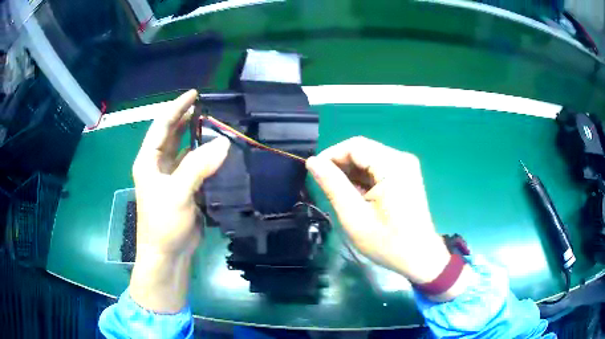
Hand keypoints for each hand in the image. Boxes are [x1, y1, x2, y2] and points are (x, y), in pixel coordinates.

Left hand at [129, 90, 229, 311]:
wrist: (167, 254)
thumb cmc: (163, 223)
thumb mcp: (177, 192)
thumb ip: (198, 166)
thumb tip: (223, 143)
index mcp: (148, 161)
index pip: (162, 126)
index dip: (176, 108)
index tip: (194, 93)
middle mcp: (158, 165)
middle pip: (172, 134)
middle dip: (186, 118)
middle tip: (207, 105)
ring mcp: (170, 177)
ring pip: (184, 149)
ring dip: (197, 137)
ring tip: (215, 124)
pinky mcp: (183, 189)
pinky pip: (194, 166)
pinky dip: (205, 157)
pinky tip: (218, 151)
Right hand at [307, 137, 469, 299]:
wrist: (419, 257)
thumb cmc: (387, 242)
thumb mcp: (354, 216)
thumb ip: (333, 185)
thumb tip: (313, 162)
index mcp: (393, 165)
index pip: (354, 146)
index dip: (330, 155)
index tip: (314, 173)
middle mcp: (402, 159)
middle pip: (362, 150)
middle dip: (340, 165)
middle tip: (325, 187)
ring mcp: (406, 167)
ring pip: (369, 159)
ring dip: (351, 173)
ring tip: (340, 194)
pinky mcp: (405, 176)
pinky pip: (378, 168)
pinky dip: (363, 179)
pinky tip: (357, 196)